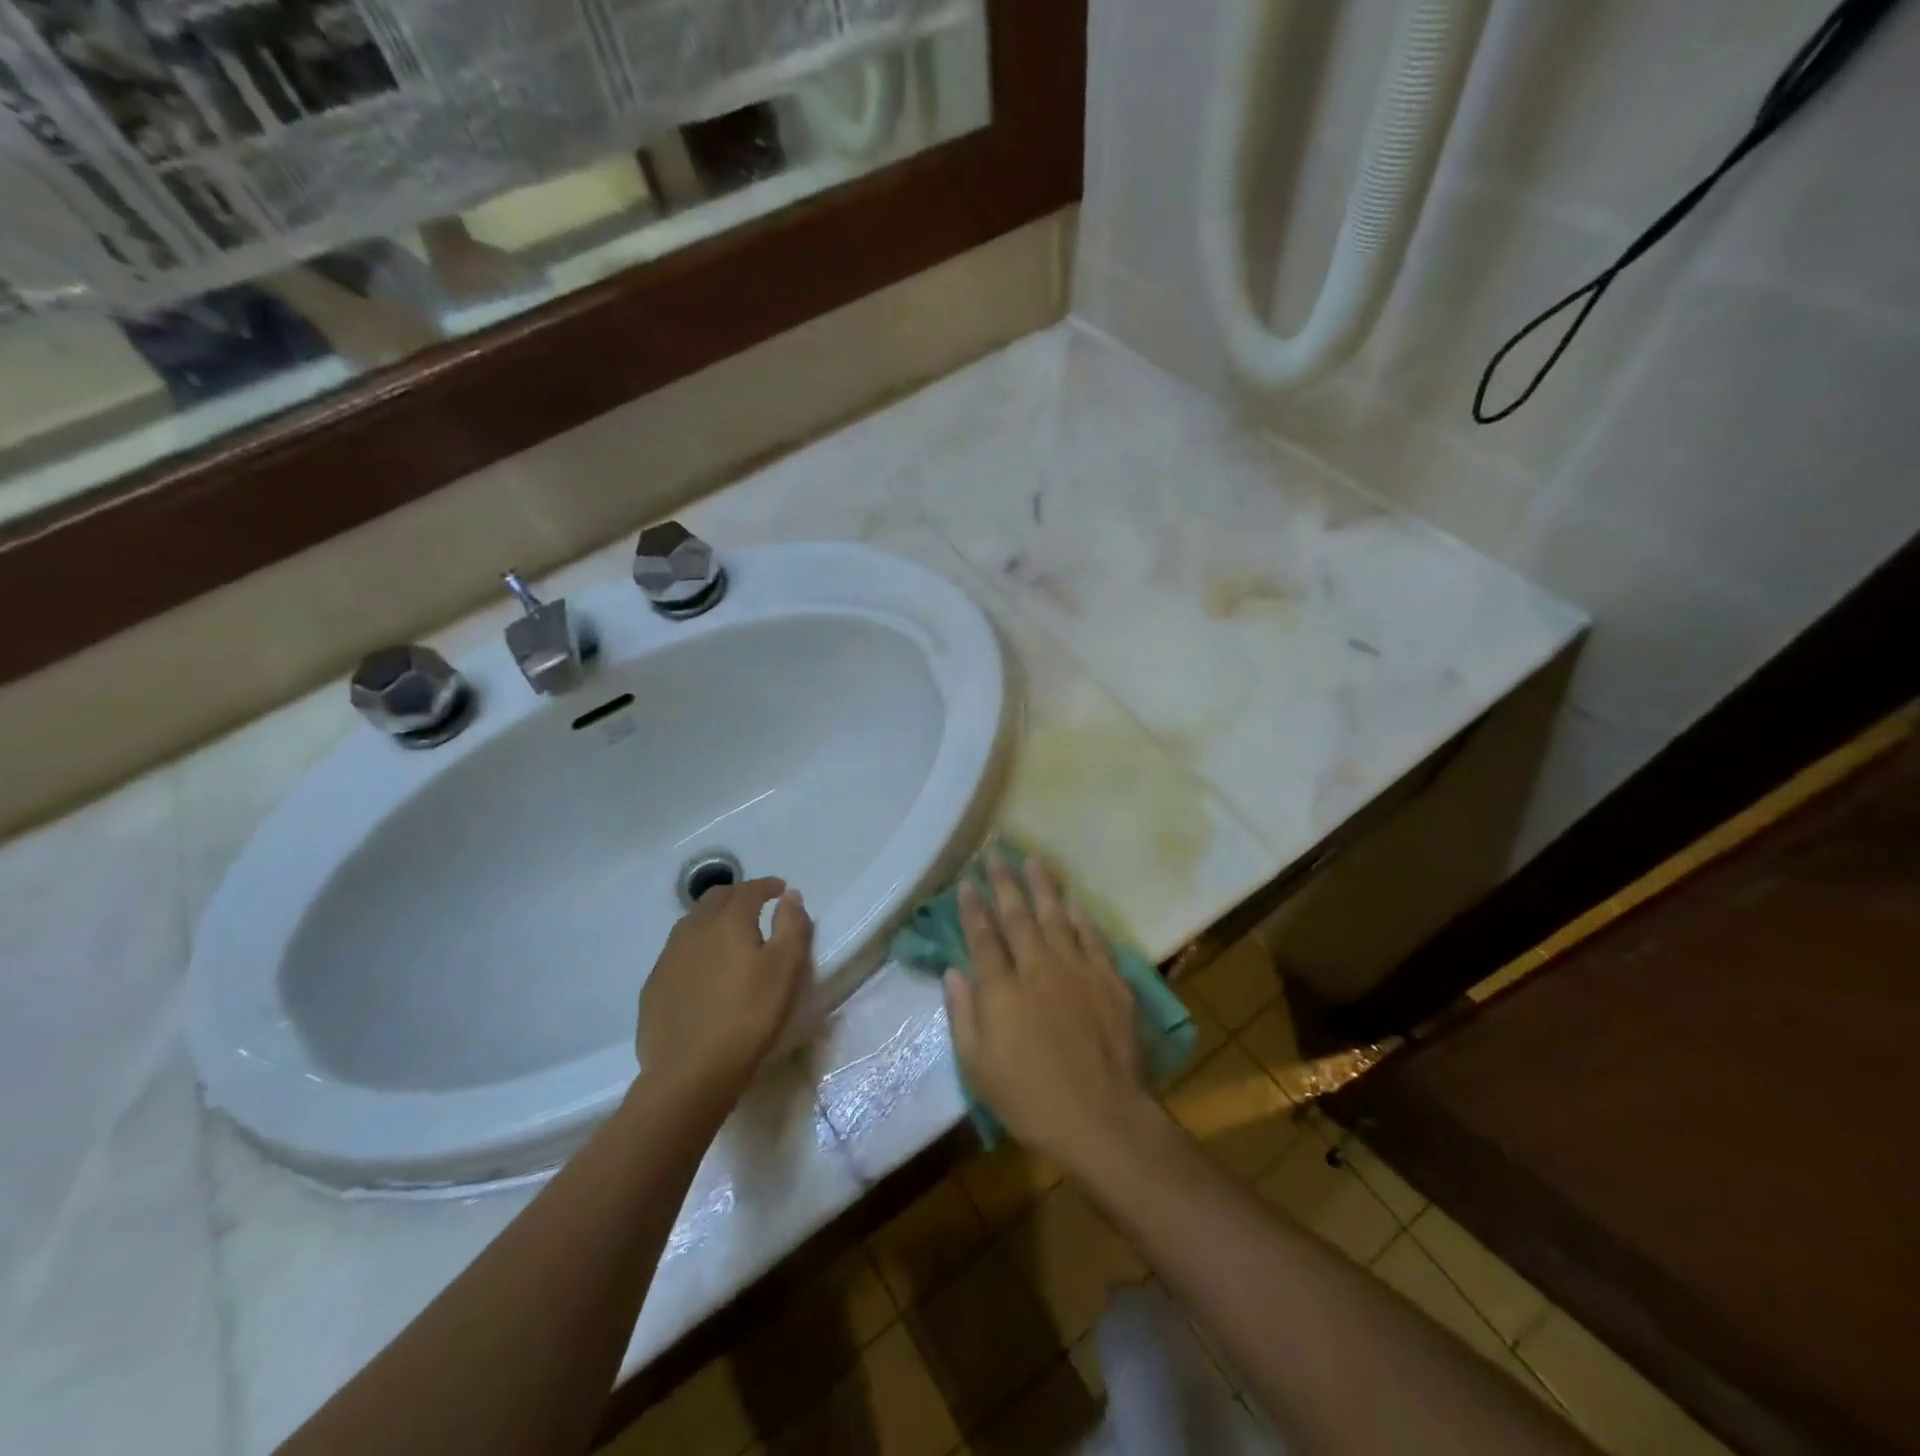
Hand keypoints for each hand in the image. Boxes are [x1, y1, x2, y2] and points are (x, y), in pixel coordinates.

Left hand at [637, 877, 812, 1106]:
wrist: (690, 1072)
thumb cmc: (749, 1016)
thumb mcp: (786, 969)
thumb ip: (792, 926)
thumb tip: (790, 896)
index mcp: (728, 921)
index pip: (749, 889)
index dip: (767, 886)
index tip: (781, 889)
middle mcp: (694, 929)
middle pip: (716, 898)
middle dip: (739, 895)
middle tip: (757, 907)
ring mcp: (668, 957)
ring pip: (692, 923)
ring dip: (714, 918)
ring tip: (730, 935)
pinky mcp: (654, 985)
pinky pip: (678, 952)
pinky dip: (696, 947)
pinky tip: (704, 969)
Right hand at [944, 853, 1158, 1168]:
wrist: (1103, 1119)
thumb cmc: (1031, 1101)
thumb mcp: (979, 1069)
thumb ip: (964, 1015)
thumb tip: (954, 972)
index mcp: (1002, 991)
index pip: (982, 937)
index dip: (973, 907)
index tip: (967, 881)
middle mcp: (1038, 969)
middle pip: (1017, 916)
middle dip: (1004, 882)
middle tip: (996, 852)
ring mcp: (1077, 970)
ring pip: (1056, 917)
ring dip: (1042, 886)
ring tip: (1032, 859)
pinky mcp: (1109, 980)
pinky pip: (1092, 938)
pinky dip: (1081, 917)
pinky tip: (1073, 901)